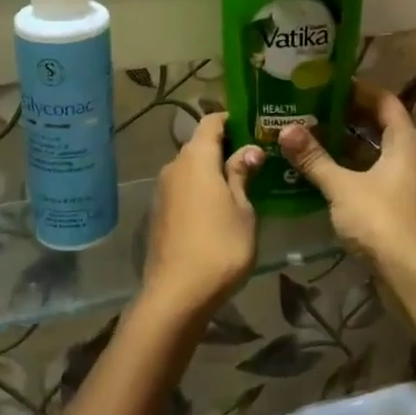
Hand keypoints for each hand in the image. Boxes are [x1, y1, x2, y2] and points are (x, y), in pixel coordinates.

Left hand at [142, 114, 264, 324]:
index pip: (211, 121)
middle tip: (256, 158)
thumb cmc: (220, 246)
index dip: (233, 120)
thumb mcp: (243, 209)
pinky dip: (201, 189)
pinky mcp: (159, 212)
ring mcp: (163, 190)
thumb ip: (241, 175)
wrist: (177, 294)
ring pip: (191, 168)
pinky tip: (219, 207)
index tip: (256, 127)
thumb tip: (248, 150)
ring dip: (213, 170)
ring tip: (242, 182)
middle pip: (200, 144)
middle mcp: (174, 166)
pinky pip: (183, 188)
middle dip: (226, 146)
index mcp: (196, 158)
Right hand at [280, 85, 415, 270]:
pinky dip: (345, 167)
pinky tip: (316, 168)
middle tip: (309, 107)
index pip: (384, 100)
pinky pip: (367, 172)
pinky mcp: (392, 202)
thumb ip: (314, 158)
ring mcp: (400, 180)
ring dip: (342, 143)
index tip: (326, 84)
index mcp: (404, 140)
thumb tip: (285, 130)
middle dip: (344, 116)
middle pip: (376, 124)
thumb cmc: (380, 219)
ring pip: (370, 151)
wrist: (409, 274)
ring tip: (306, 133)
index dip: (358, 89)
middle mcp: (407, 154)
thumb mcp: (342, 186)